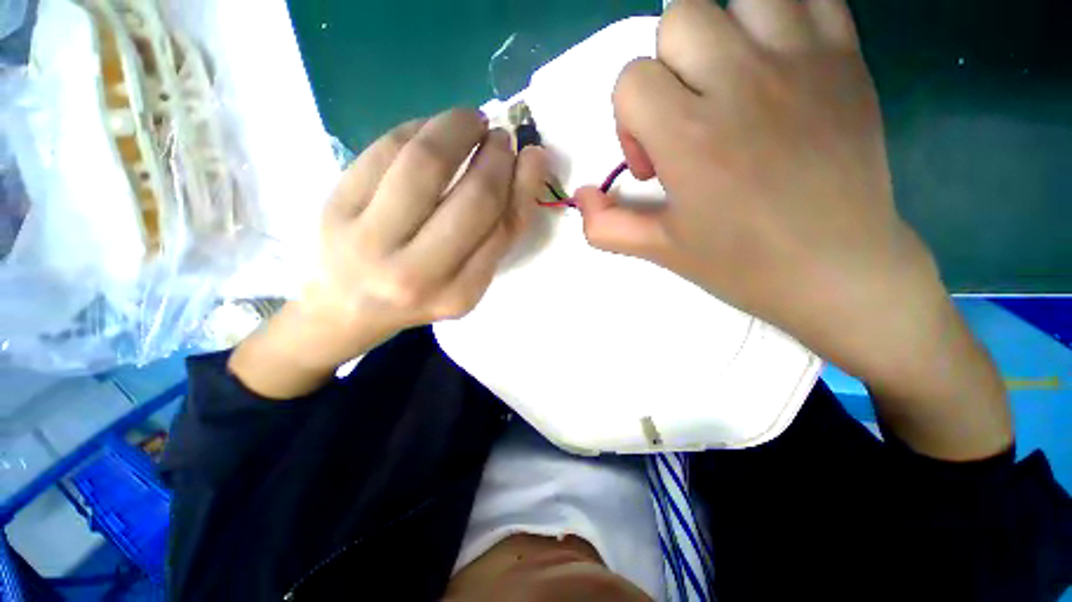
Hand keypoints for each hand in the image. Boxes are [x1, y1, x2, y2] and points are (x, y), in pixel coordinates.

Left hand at [230, 109, 545, 397]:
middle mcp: (416, 274)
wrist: (349, 306)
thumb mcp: (469, 279)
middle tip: (500, 136)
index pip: (503, 230)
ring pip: (425, 164)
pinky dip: (418, 128)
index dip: (522, 185)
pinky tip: (432, 128)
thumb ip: (500, 231)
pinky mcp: (336, 207)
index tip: (530, 155)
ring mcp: (370, 240)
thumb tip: (529, 162)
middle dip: (496, 156)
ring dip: (457, 128)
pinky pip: (385, 150)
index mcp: (457, 294)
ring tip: (472, 120)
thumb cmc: (421, 293)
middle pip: (474, 199)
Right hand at [576, 0, 938, 381]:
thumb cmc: (742, 264)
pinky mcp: (846, 58)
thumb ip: (606, 225)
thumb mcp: (659, 250)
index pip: (631, 78)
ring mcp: (801, 61)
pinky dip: (782, 15)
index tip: (655, 164)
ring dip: (721, 32)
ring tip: (729, 82)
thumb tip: (581, 197)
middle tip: (688, 118)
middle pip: (677, 17)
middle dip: (667, 70)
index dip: (629, 121)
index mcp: (690, 136)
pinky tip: (775, 61)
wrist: (839, 270)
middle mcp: (742, 82)